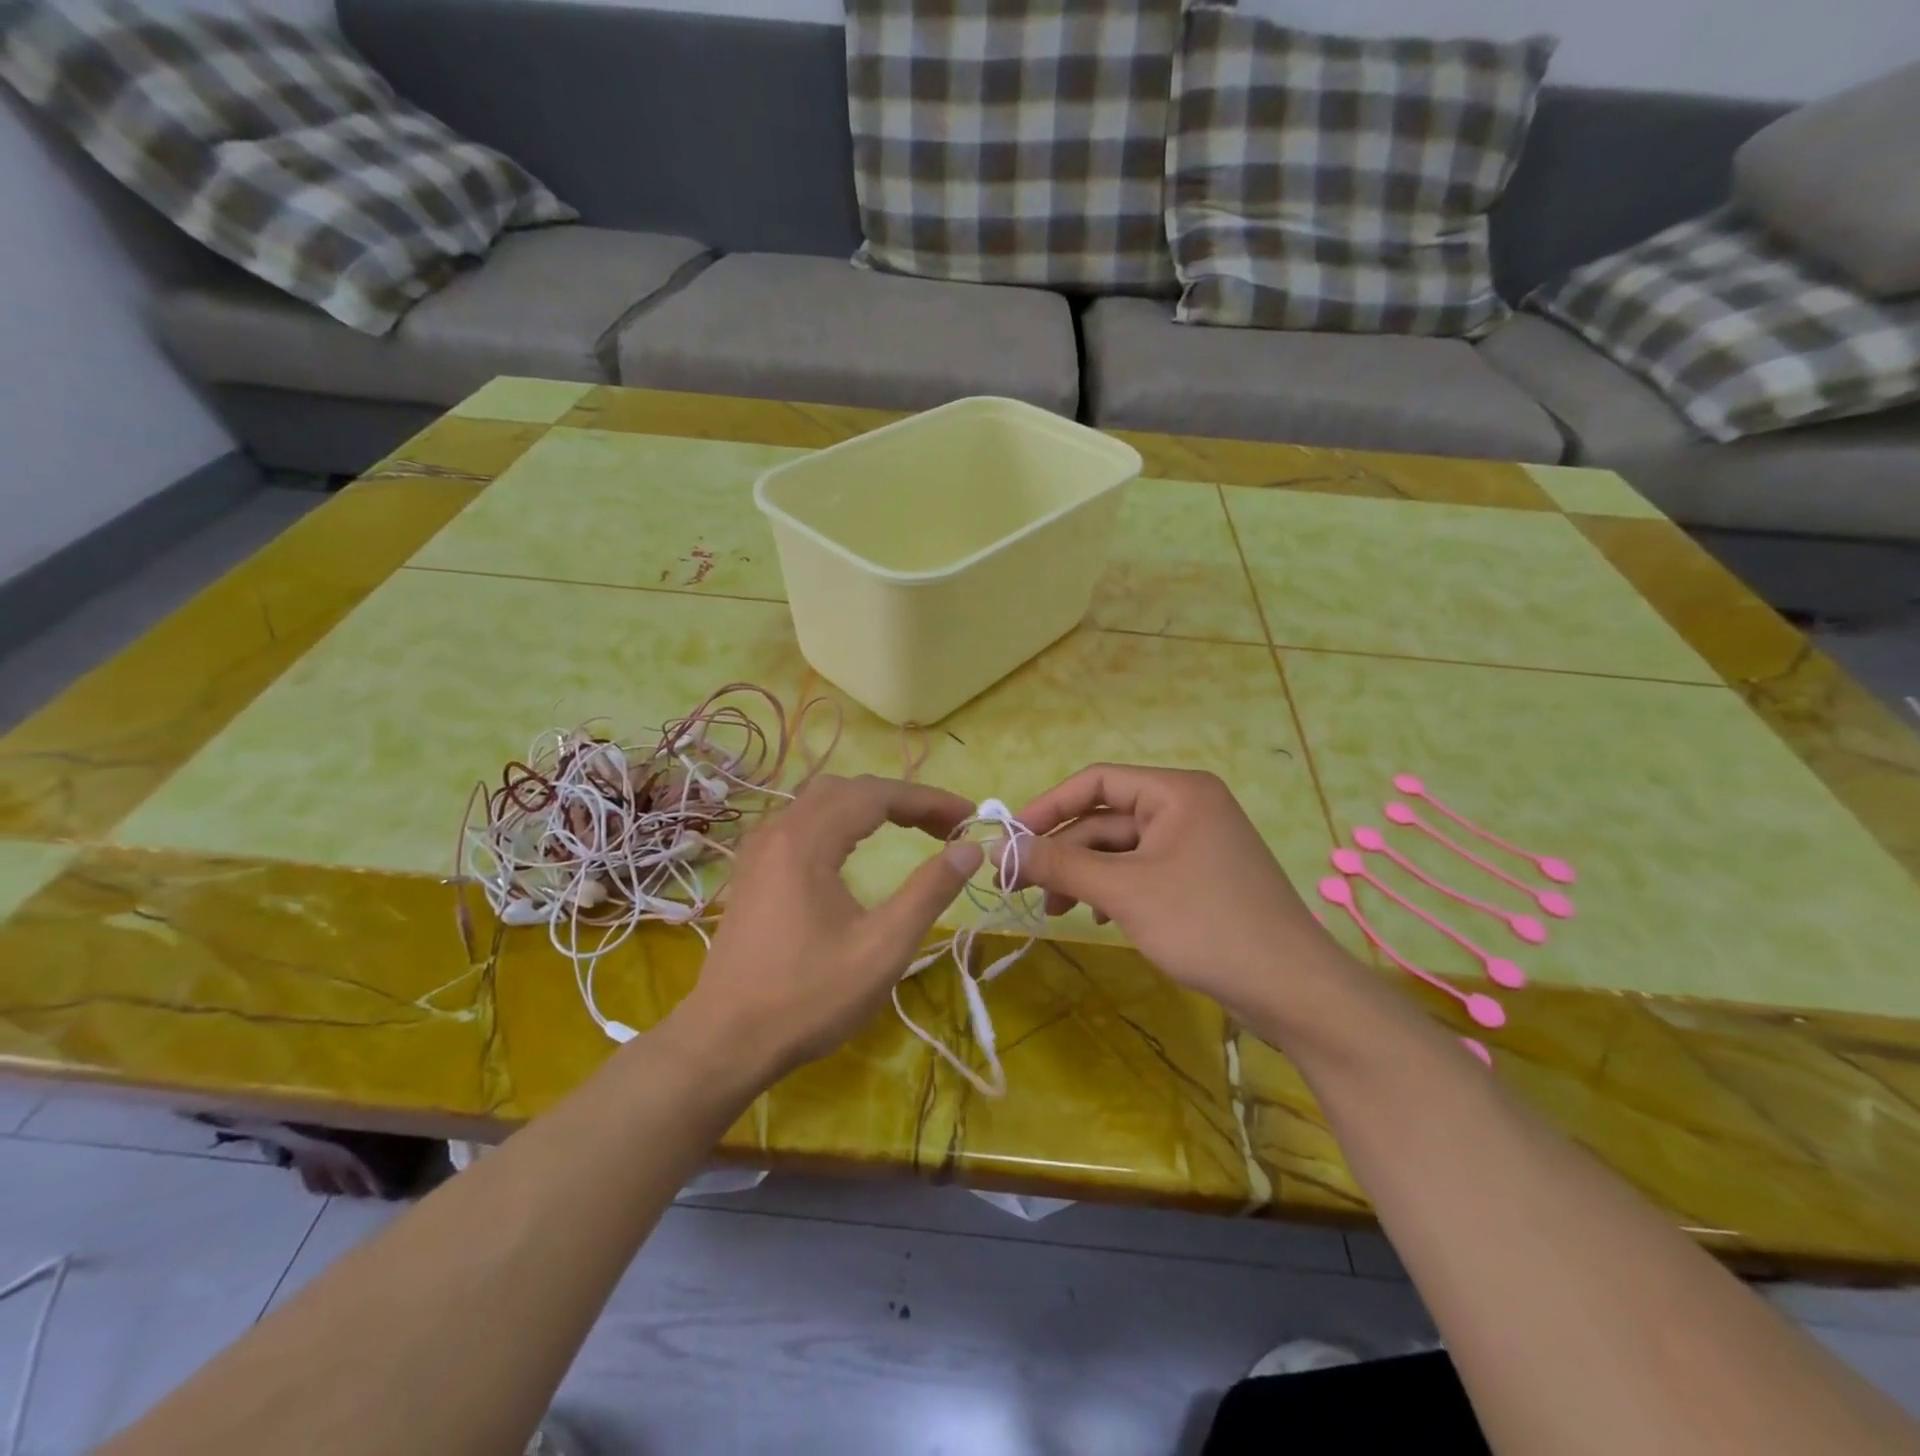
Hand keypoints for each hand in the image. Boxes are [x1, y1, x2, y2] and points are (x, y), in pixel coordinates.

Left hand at [667, 774, 982, 1081]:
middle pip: (849, 789)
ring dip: (870, 806)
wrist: (725, 1041)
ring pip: (821, 800)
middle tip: (945, 826)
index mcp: (807, 841)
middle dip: (902, 799)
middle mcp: (779, 831)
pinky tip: (853, 845)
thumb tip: (970, 849)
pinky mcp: (752, 870)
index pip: (878, 795)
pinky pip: (802, 821)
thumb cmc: (808, 998)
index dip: (929, 800)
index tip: (969, 817)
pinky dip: (841, 819)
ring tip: (910, 827)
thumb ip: (929, 892)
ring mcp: (760, 849)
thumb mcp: (882, 948)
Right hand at [1010, 764, 1347, 1018]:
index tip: (1010, 840)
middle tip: (1019, 884)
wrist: (1293, 990)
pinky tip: (1094, 918)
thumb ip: (1062, 864)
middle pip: (1106, 819)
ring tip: (1054, 910)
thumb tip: (1001, 850)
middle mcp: (1186, 807)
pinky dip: (1112, 891)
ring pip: (1121, 849)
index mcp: (1176, 792)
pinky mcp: (1198, 878)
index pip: (1096, 781)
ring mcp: (1195, 844)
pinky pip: (1141, 872)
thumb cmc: (1206, 925)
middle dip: (1063, 851)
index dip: (1048, 807)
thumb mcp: (1125, 892)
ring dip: (1083, 875)